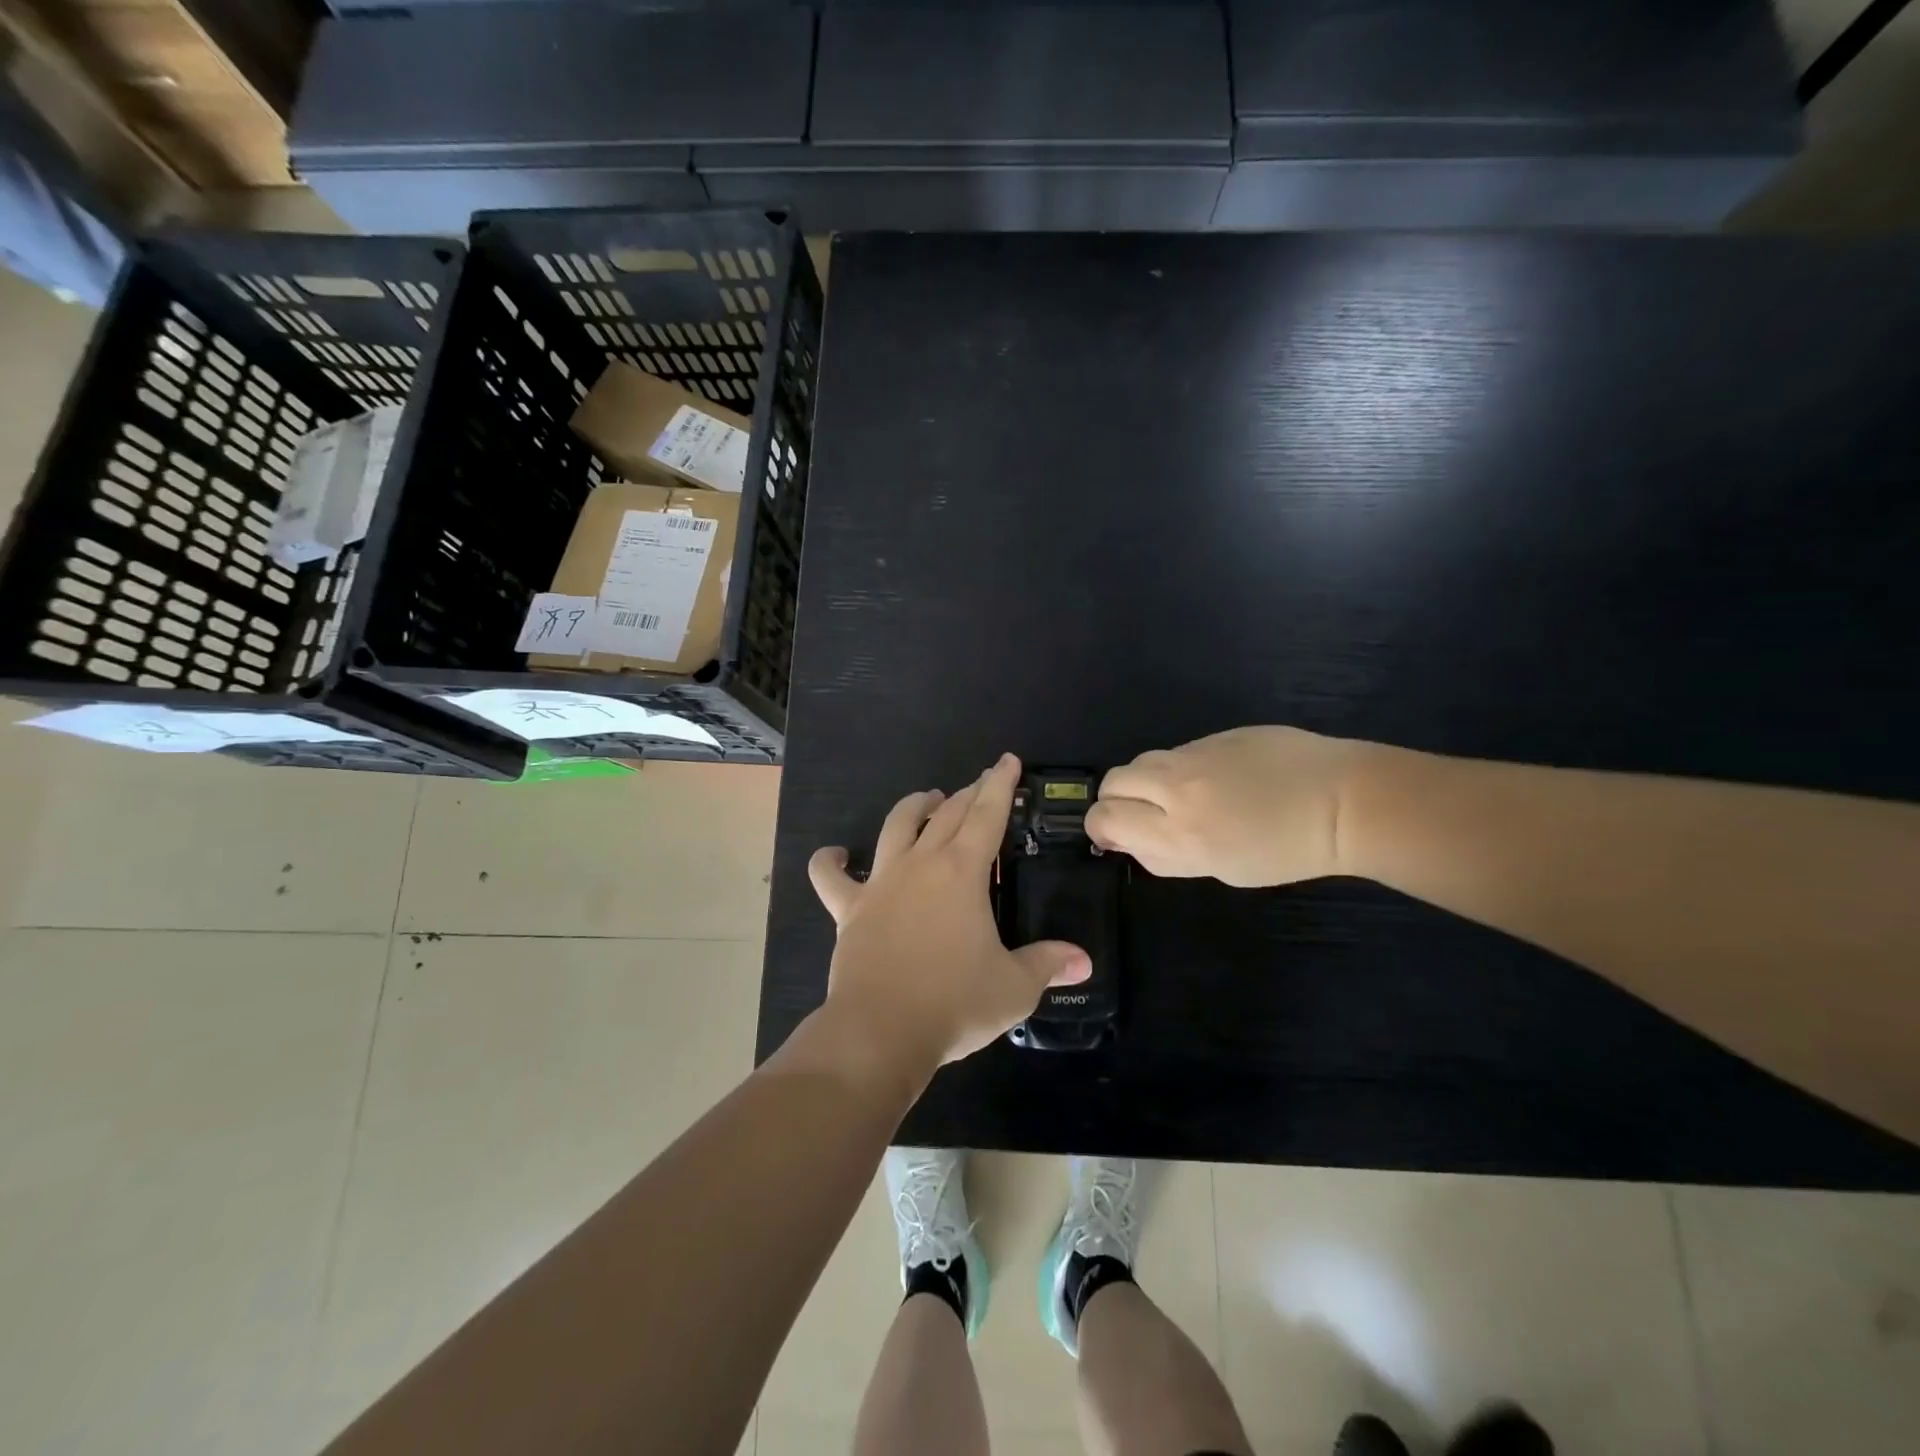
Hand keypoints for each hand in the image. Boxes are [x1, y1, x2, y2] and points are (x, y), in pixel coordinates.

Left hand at [809, 753, 1091, 1069]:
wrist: (881, 1031)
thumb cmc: (954, 1003)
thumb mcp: (1014, 987)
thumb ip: (1047, 965)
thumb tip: (1083, 961)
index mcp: (962, 872)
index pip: (987, 815)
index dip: (1000, 785)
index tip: (1006, 761)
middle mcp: (921, 864)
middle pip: (946, 814)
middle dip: (968, 793)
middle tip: (981, 784)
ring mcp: (880, 883)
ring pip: (895, 826)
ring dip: (913, 807)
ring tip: (928, 800)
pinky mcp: (849, 909)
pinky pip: (830, 877)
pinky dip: (830, 862)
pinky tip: (835, 855)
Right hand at [1086, 727, 1375, 886]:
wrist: (1342, 802)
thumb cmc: (1285, 852)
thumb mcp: (1220, 870)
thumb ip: (1166, 856)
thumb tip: (1130, 842)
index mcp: (1178, 833)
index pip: (1105, 818)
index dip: (1101, 828)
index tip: (1115, 837)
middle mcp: (1177, 789)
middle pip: (1113, 782)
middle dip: (1116, 800)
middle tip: (1140, 815)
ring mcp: (1196, 755)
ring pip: (1142, 761)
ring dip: (1145, 781)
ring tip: (1176, 797)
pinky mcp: (1216, 735)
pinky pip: (1178, 751)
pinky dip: (1179, 768)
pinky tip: (1213, 781)